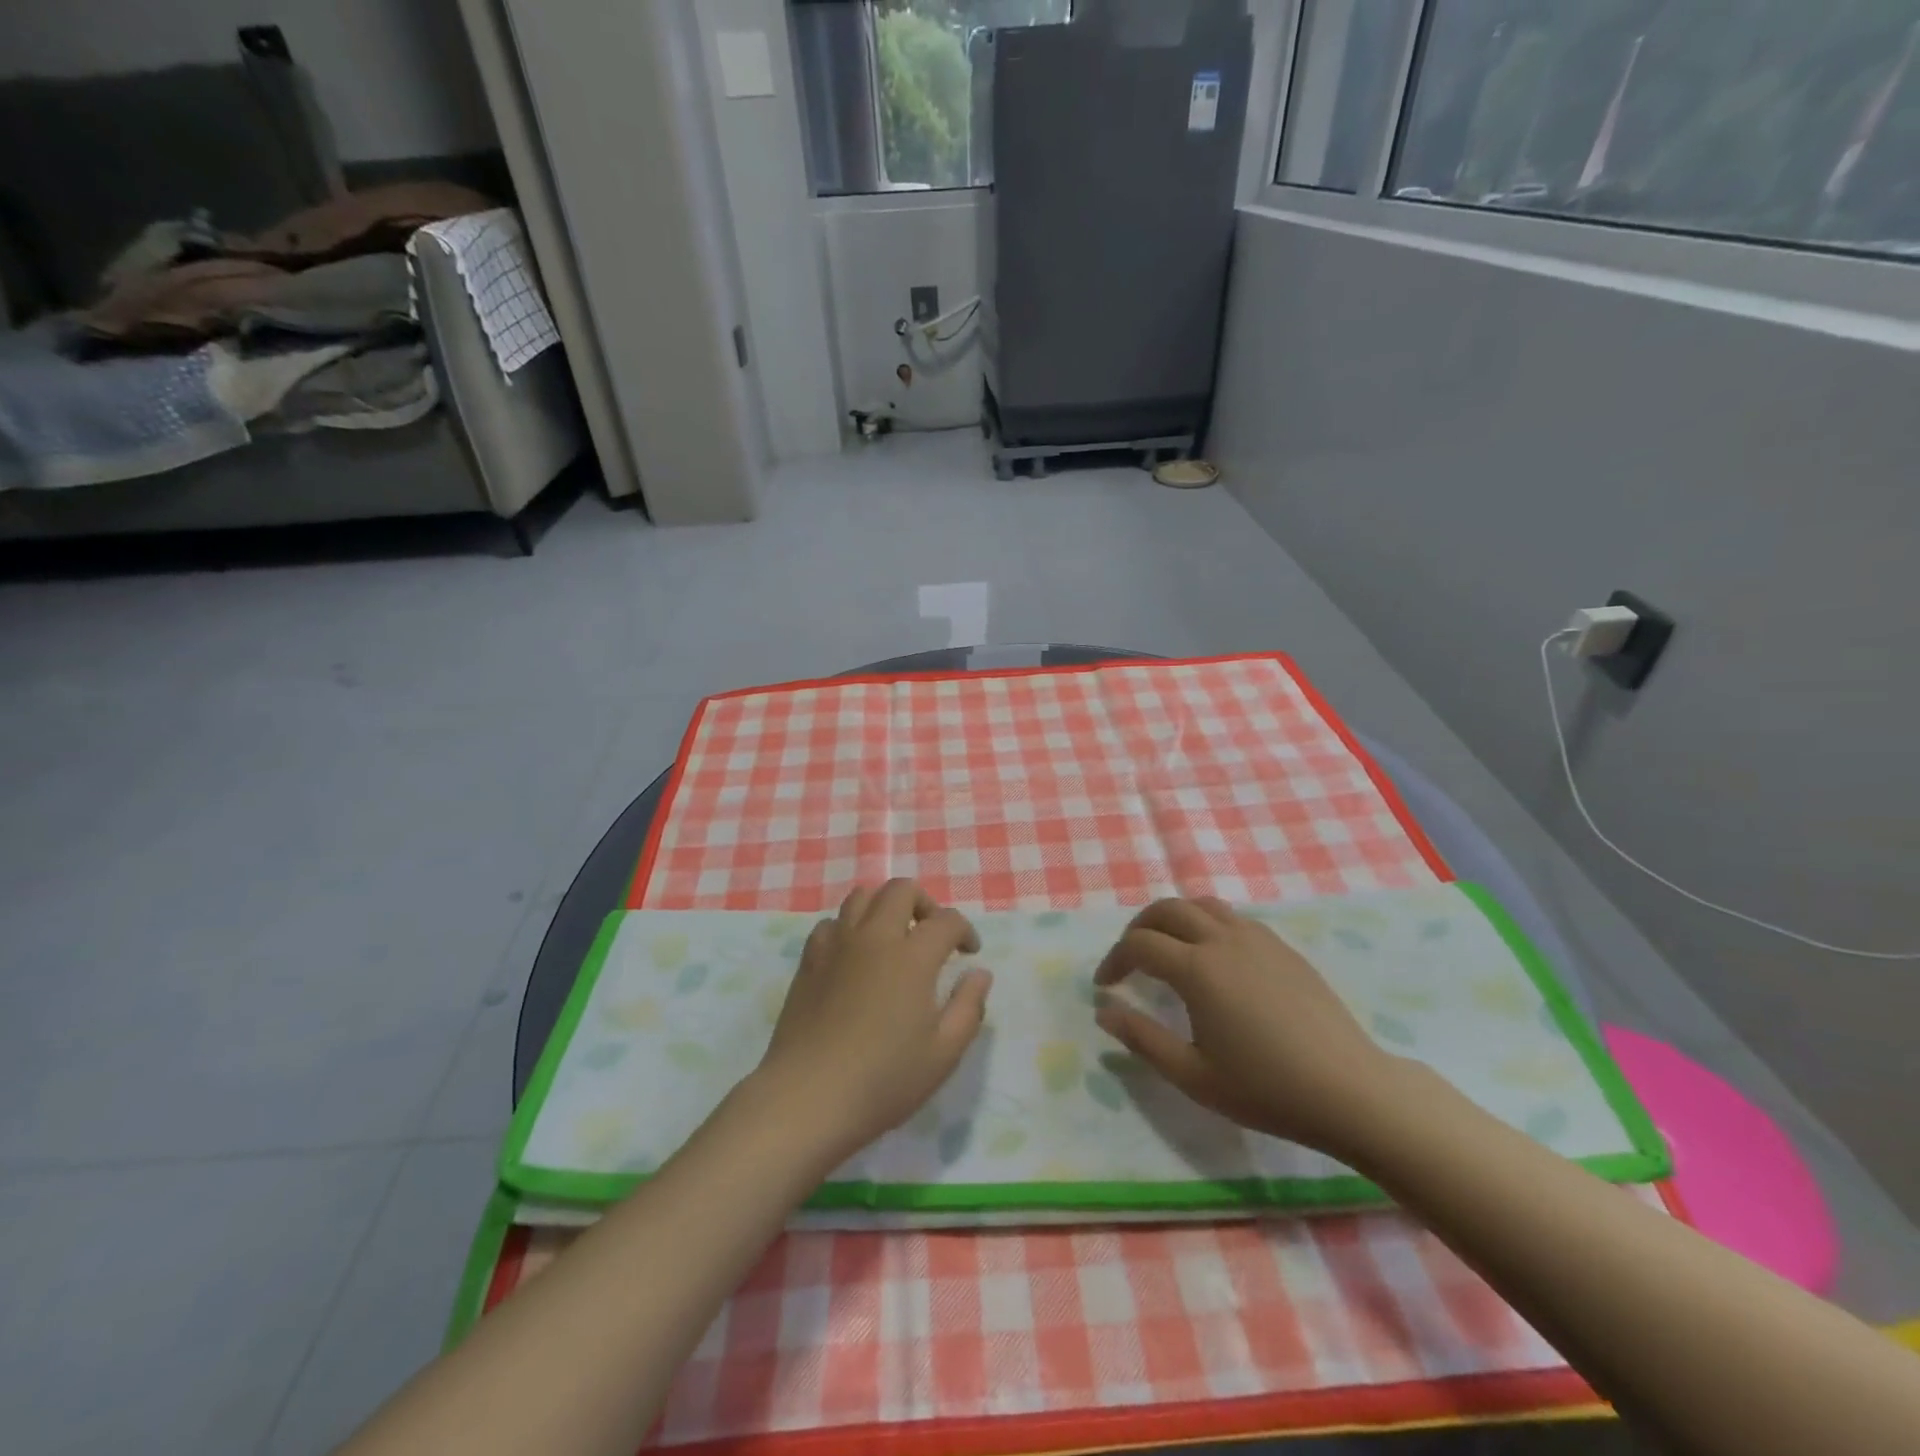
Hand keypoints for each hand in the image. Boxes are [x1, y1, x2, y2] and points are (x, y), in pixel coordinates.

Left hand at [755, 879, 991, 1164]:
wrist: (808, 1098)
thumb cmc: (884, 1080)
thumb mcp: (944, 1054)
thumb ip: (968, 1007)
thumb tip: (979, 973)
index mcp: (912, 956)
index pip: (946, 920)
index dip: (964, 930)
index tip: (969, 954)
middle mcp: (875, 937)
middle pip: (901, 890)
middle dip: (925, 904)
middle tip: (931, 935)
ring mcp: (837, 945)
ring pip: (862, 896)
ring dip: (885, 907)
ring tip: (893, 938)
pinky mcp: (809, 960)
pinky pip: (831, 924)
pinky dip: (849, 928)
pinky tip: (854, 957)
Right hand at [1093, 897, 1403, 1157]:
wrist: (1350, 1091)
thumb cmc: (1267, 1089)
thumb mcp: (1193, 1075)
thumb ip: (1142, 1038)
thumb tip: (1104, 1010)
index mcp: (1197, 969)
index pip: (1139, 945)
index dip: (1114, 960)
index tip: (1105, 987)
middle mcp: (1223, 939)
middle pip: (1167, 909)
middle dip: (1139, 928)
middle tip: (1130, 958)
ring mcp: (1257, 938)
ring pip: (1202, 904)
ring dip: (1174, 918)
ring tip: (1167, 948)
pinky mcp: (1282, 947)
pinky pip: (1233, 918)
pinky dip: (1207, 923)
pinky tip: (1213, 958)